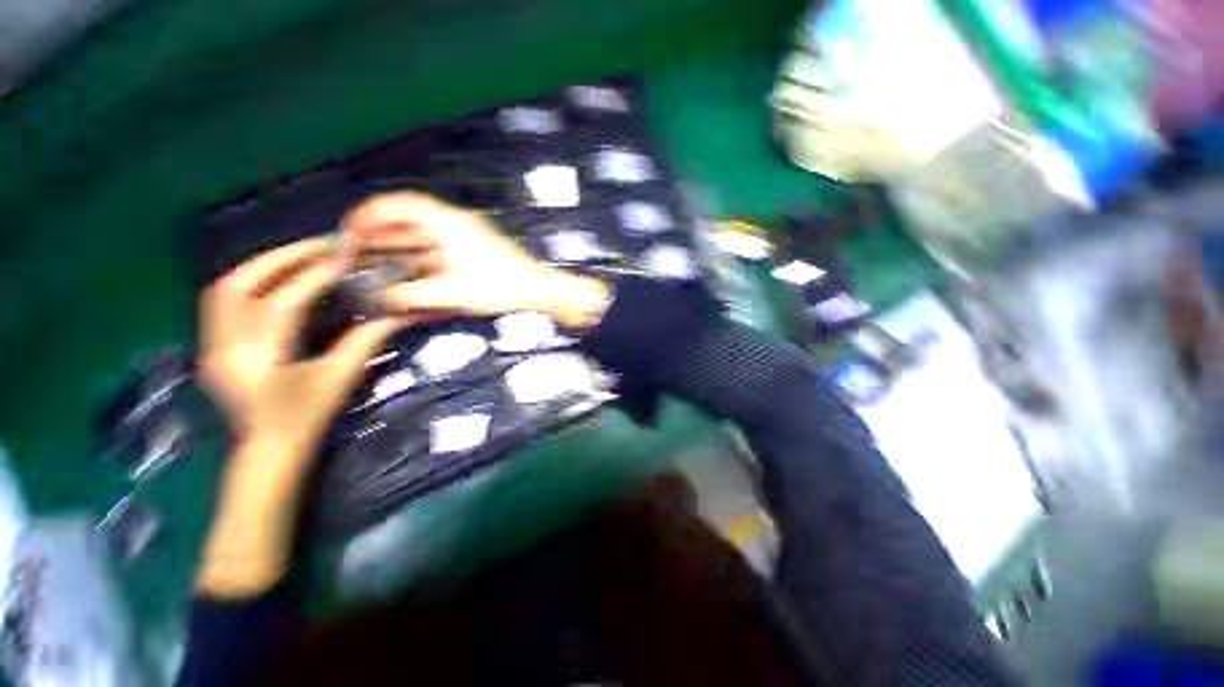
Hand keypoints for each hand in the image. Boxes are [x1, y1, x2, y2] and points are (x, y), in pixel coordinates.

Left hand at [196, 237, 403, 596]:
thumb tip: (395, 311)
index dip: (315, 276)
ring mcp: (211, 345)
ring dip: (262, 265)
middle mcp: (224, 347)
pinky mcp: (213, 345)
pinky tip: (275, 276)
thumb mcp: (339, 379)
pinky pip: (223, 302)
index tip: (345, 256)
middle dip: (281, 259)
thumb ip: (365, 341)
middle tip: (319, 244)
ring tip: (298, 254)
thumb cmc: (306, 418)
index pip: (283, 304)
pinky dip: (249, 280)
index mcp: (257, 361)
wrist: (267, 448)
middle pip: (239, 287)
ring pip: (224, 290)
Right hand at [341, 193, 610, 330]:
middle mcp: (457, 223)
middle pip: (410, 217)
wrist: (537, 289)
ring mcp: (469, 235)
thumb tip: (382, 298)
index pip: (401, 204)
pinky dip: (421, 252)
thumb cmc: (499, 286)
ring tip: (377, 256)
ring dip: (401, 241)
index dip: (371, 212)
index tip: (350, 226)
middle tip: (357, 245)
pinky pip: (441, 244)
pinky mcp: (477, 248)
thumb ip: (412, 295)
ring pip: (426, 232)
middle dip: (381, 229)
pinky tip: (412, 267)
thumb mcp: (451, 292)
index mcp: (448, 223)